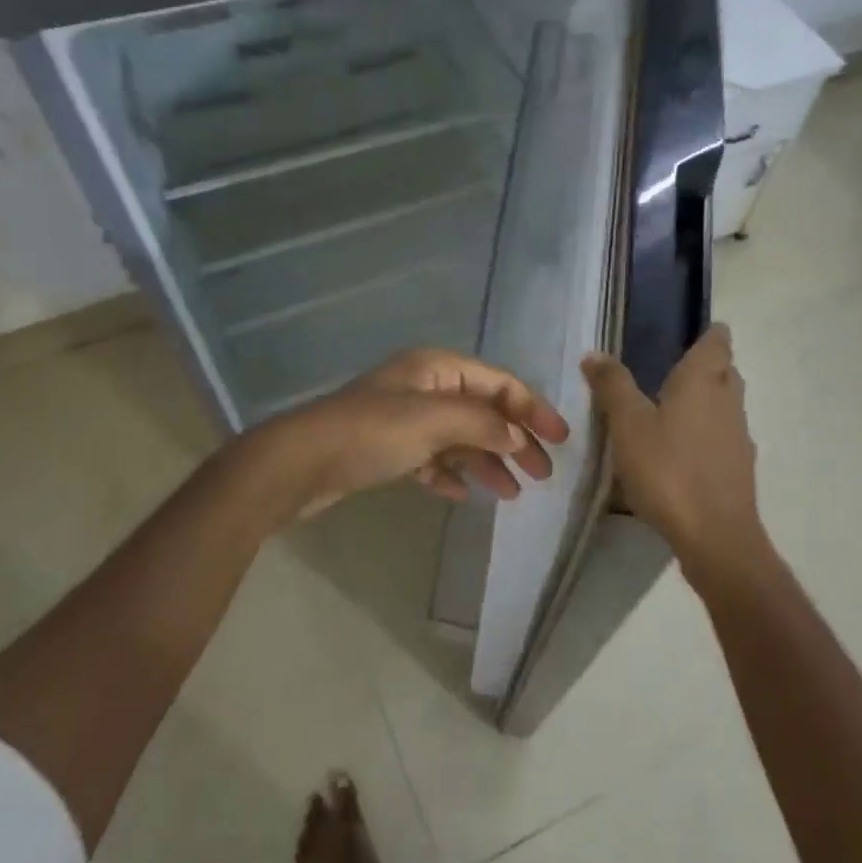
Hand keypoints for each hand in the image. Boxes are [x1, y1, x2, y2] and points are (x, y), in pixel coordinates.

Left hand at [264, 349, 570, 515]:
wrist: (300, 462)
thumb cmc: (372, 432)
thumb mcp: (434, 419)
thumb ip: (484, 423)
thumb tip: (519, 437)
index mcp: (437, 368)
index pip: (499, 383)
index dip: (532, 408)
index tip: (560, 440)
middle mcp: (424, 386)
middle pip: (483, 410)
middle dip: (514, 440)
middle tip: (542, 474)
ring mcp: (404, 418)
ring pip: (459, 437)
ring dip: (486, 462)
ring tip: (511, 493)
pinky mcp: (387, 448)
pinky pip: (432, 457)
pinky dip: (451, 473)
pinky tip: (463, 494)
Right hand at [581, 324, 768, 578]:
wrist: (715, 536)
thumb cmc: (668, 470)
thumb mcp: (628, 425)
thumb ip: (612, 386)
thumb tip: (595, 353)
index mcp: (703, 382)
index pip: (717, 342)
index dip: (710, 334)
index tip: (698, 330)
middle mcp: (728, 402)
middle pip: (726, 372)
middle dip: (708, 366)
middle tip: (675, 368)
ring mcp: (738, 437)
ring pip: (726, 406)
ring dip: (706, 401)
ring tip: (673, 408)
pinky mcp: (738, 469)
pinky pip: (723, 437)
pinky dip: (707, 433)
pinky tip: (682, 451)